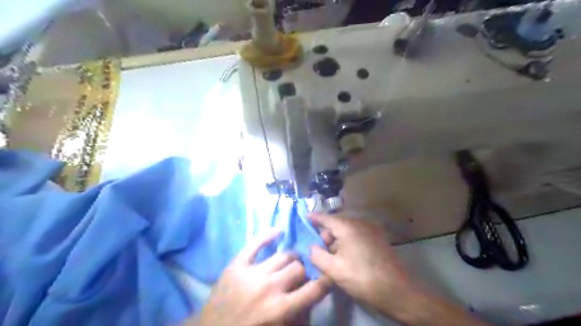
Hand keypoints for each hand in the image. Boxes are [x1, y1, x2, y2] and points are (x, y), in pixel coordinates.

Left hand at [196, 230, 330, 325]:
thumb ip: (297, 314)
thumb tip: (310, 295)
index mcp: (280, 309)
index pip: (313, 289)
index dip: (325, 279)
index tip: (329, 272)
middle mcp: (269, 287)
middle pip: (298, 267)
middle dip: (303, 268)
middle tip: (302, 270)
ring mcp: (252, 272)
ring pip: (283, 255)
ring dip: (290, 257)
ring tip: (290, 259)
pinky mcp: (237, 264)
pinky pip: (255, 243)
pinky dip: (268, 235)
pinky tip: (278, 231)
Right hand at [308, 212, 412, 316]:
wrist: (397, 290)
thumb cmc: (362, 278)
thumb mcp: (334, 269)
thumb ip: (317, 255)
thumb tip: (311, 247)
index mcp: (347, 226)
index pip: (325, 218)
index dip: (313, 218)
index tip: (303, 217)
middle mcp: (359, 223)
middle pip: (336, 224)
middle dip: (324, 236)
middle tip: (317, 251)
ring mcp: (370, 229)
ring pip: (346, 231)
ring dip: (336, 241)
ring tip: (330, 258)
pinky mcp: (377, 238)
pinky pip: (356, 235)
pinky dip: (347, 242)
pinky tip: (345, 257)